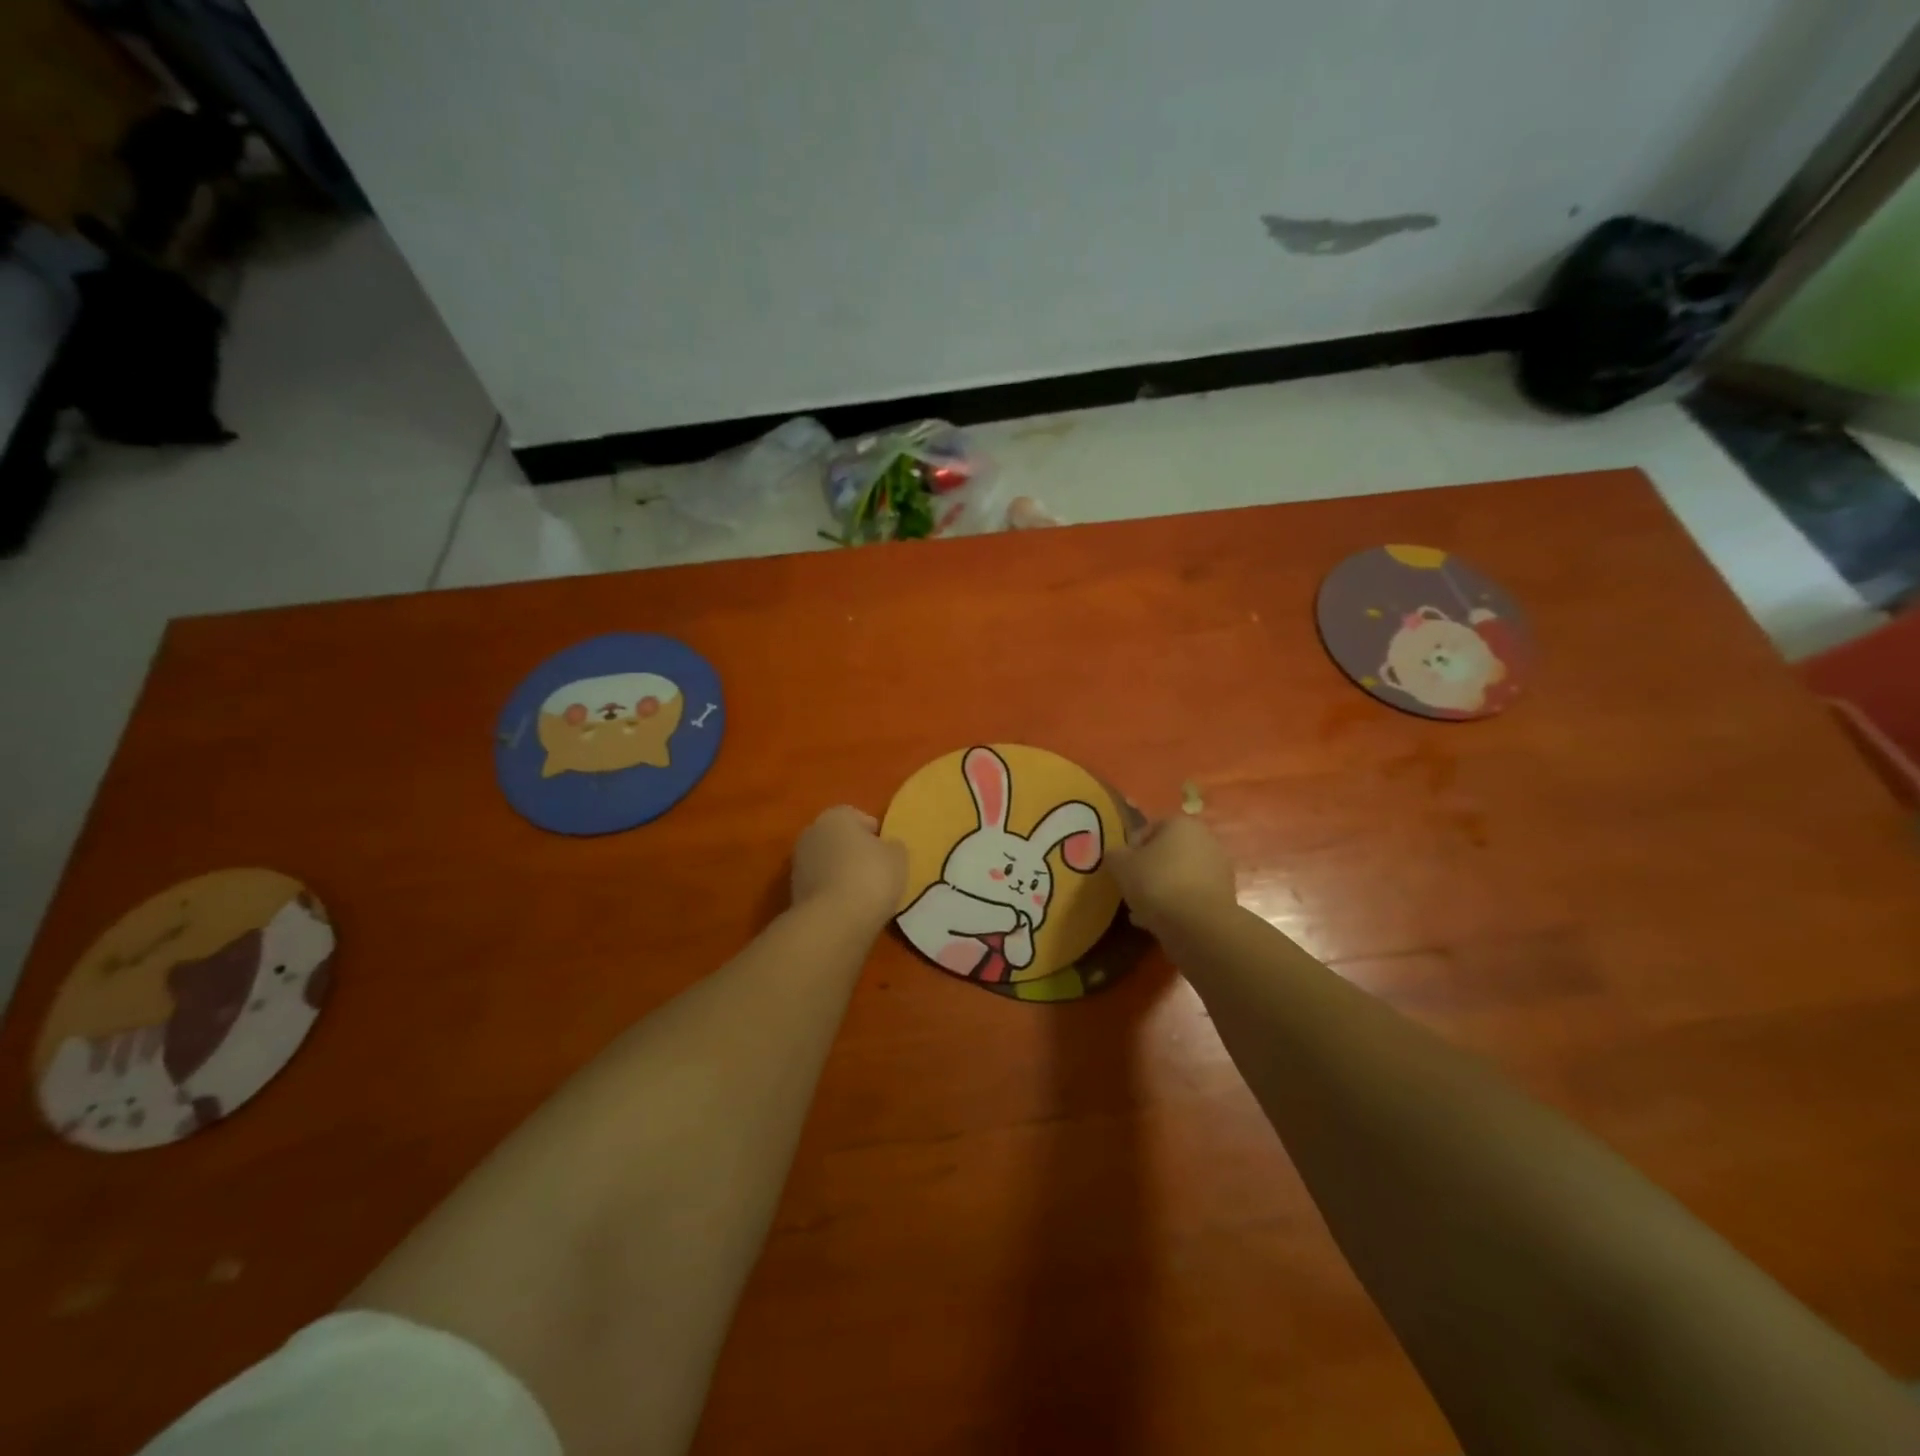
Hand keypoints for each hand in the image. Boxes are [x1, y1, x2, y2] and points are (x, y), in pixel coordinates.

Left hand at [791, 806, 907, 931]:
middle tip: (876, 871)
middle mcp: (811, 833)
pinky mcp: (793, 892)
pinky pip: (821, 886)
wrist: (834, 921)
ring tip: (864, 894)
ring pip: (827, 863)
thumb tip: (887, 847)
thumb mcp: (898, 857)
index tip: (886, 852)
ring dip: (841, 873)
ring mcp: (798, 864)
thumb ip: (893, 846)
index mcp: (835, 816)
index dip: (874, 833)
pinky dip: (832, 893)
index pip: (857, 817)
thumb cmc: (871, 877)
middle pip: (839, 839)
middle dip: (854, 852)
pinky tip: (848, 908)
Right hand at [1104, 816, 1237, 935]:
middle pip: (1166, 853)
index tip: (1121, 869)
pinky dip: (1175, 905)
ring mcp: (1218, 869)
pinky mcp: (1223, 897)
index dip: (1130, 849)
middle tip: (1131, 889)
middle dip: (1148, 870)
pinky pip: (1190, 896)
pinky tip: (1158, 922)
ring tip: (1141, 910)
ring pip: (1178, 876)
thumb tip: (1116, 856)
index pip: (1148, 830)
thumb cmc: (1157, 883)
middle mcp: (1205, 840)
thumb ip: (1114, 855)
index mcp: (1181, 823)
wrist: (1199, 926)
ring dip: (1161, 889)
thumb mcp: (1121, 865)